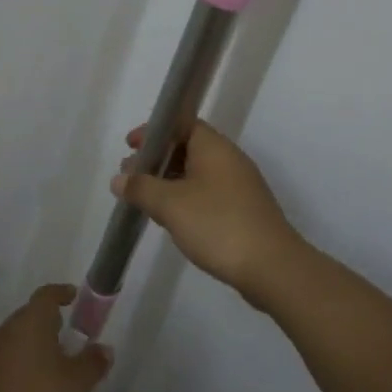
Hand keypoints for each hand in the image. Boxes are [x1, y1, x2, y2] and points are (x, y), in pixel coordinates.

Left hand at [0, 286, 111, 391]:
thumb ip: (91, 364)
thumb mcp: (74, 385)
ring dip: (32, 350)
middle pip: (29, 317)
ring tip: (50, 370)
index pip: (47, 295)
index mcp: (31, 321)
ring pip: (15, 341)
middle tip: (67, 338)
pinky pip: (3, 363)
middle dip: (48, 325)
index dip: (61, 293)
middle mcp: (6, 329)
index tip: (73, 296)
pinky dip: (18, 370)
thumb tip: (105, 348)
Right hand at [111, 120, 303, 300]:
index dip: (154, 132)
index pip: (182, 124)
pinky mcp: (244, 211)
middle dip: (157, 160)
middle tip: (131, 177)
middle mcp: (229, 160)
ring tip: (145, 200)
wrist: (271, 267)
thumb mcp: (170, 204)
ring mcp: (240, 187)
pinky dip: (186, 199)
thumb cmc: (217, 224)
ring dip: (170, 182)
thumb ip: (141, 188)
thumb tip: (119, 179)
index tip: (130, 146)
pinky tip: (172, 219)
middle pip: (188, 148)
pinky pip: (208, 194)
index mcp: (214, 148)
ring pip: (197, 174)